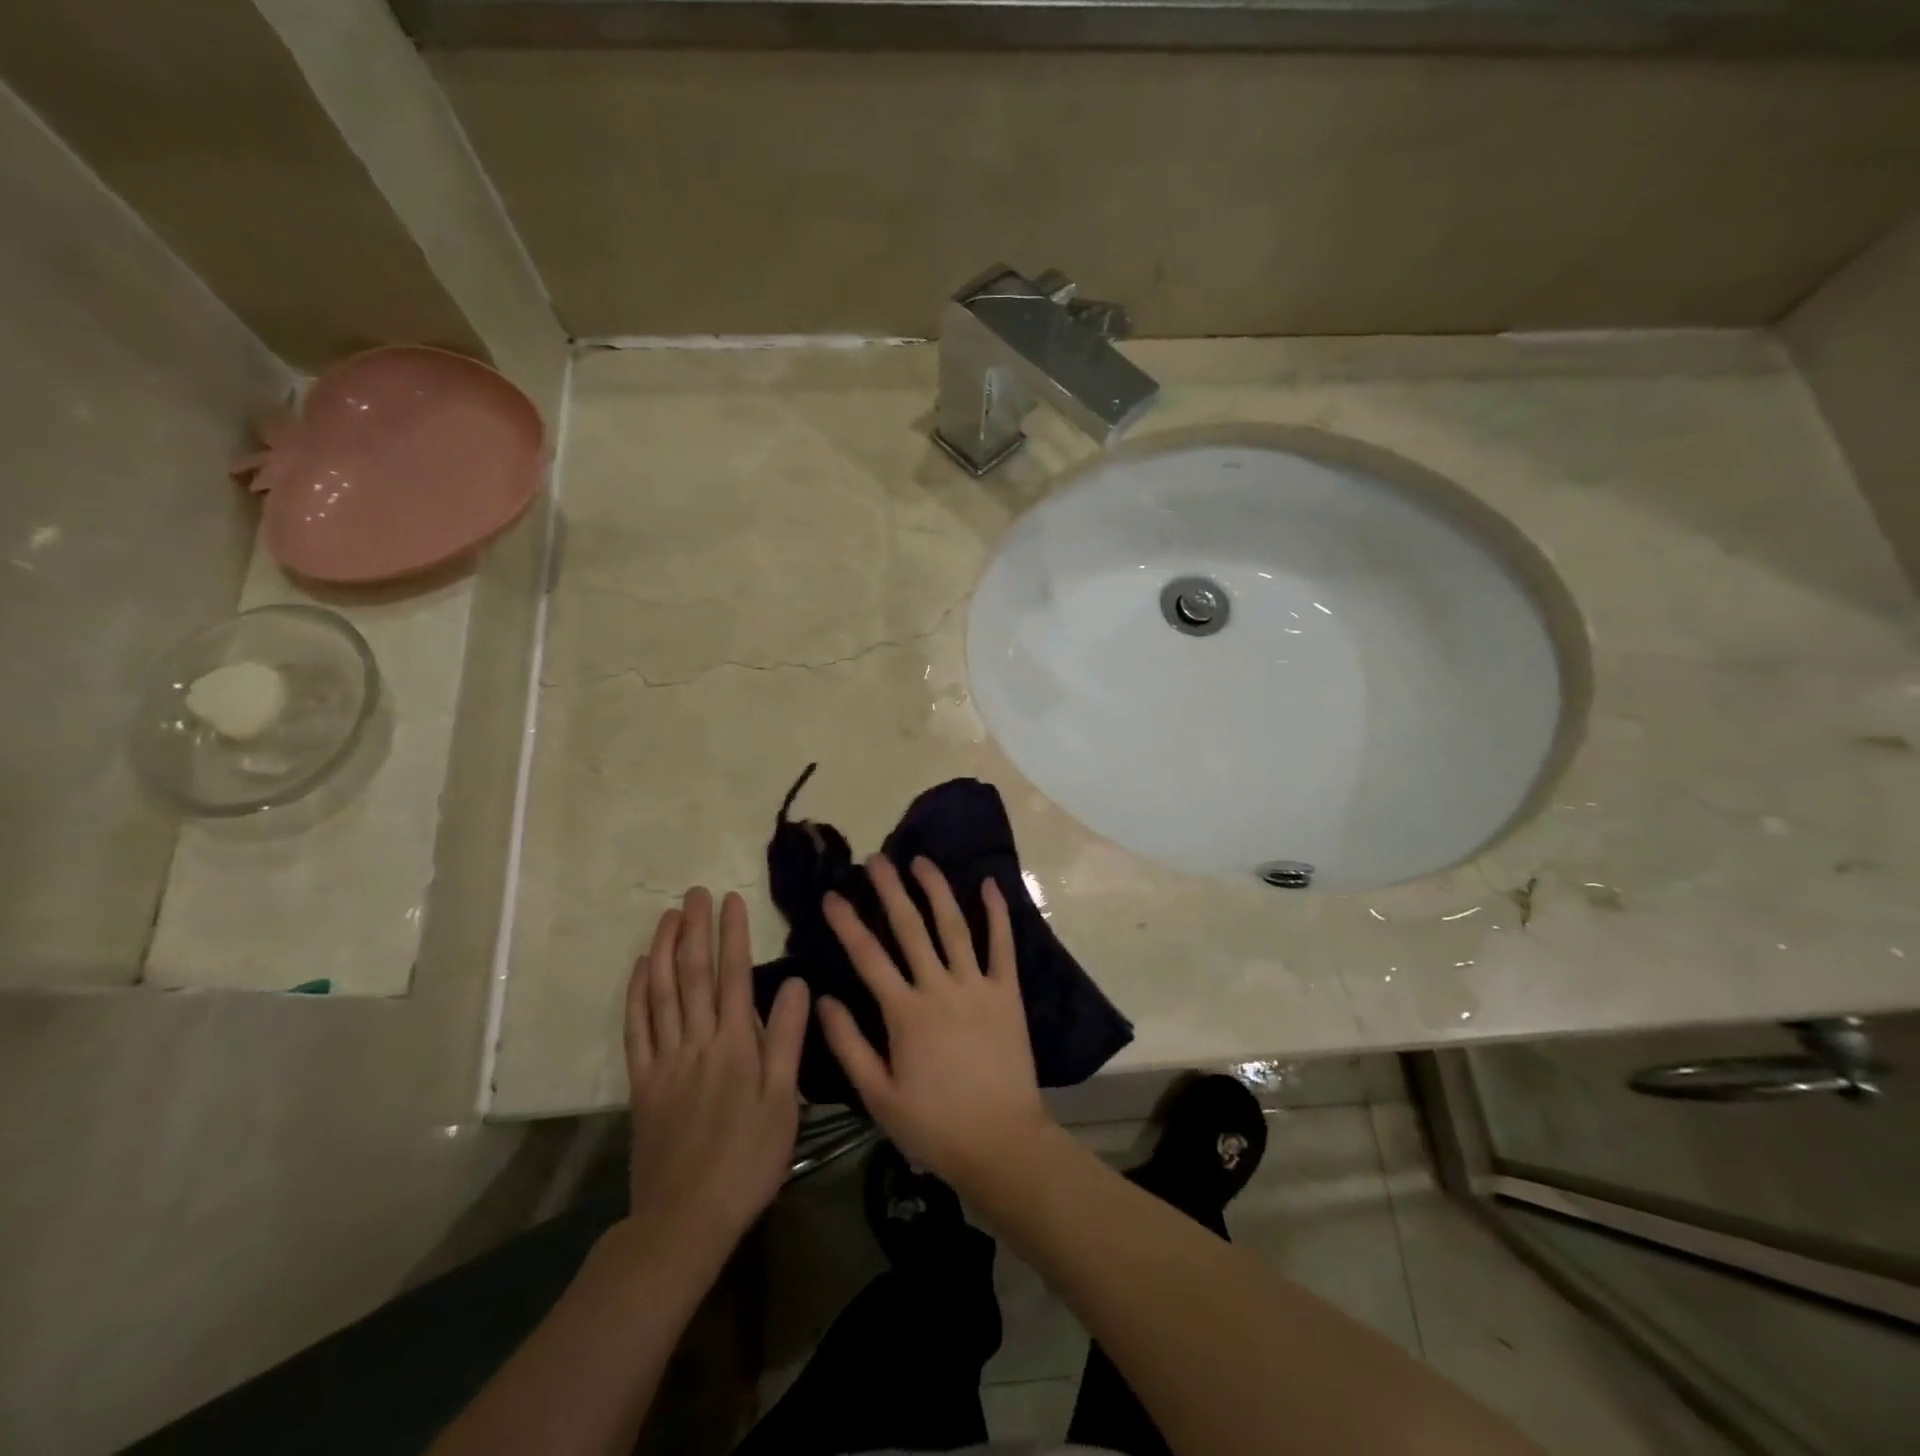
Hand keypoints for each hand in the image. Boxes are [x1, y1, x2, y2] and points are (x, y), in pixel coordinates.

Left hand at [623, 888, 809, 1260]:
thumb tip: (796, 983)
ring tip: (668, 916)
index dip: (733, 934)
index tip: (732, 899)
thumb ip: (786, 1039)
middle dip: (695, 929)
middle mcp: (697, 1042)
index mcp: (735, 1045)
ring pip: (661, 994)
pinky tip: (641, 970)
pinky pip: (636, 1029)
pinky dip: (637, 994)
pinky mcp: (642, 1084)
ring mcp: (664, 1061)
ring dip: (665, 950)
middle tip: (695, 892)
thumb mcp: (783, 1102)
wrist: (687, 1218)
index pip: (734, 976)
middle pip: (694, 975)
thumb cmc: (748, 1160)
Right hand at [817, 856, 1053, 1194]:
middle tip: (876, 859)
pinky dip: (997, 913)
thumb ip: (849, 1046)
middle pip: (910, 928)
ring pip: (954, 926)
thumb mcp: (878, 1096)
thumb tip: (823, 1000)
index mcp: (905, 1013)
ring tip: (921, 861)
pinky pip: (1002, 946)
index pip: (868, 957)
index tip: (832, 895)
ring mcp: (977, 986)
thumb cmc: (934, 1125)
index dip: (847, 924)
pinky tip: (989, 885)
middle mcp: (939, 988)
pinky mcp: (1007, 993)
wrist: (1000, 1142)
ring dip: (936, 890)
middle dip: (890, 890)